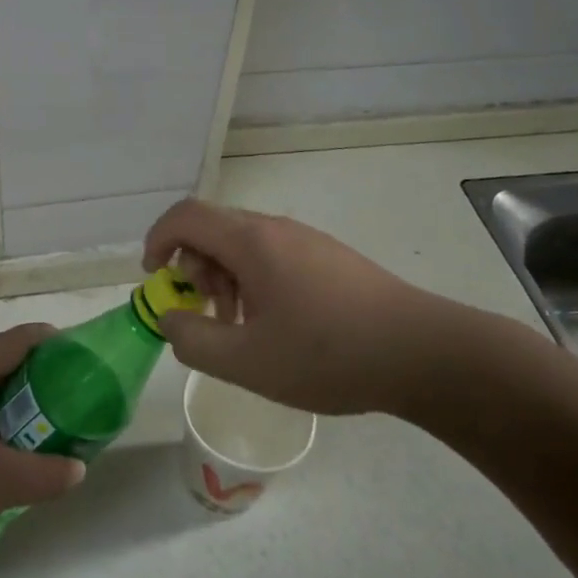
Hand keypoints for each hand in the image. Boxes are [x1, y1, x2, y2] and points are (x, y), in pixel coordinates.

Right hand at [142, 198, 493, 418]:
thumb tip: (171, 317)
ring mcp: (306, 240)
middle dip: (193, 267)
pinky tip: (275, 325)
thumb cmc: (328, 354)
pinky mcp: (329, 257)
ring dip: (224, 276)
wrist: (423, 352)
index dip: (157, 240)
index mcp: (251, 242)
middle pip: (213, 228)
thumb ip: (193, 339)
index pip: (186, 216)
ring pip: (243, 243)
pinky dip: (253, 280)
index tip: (154, 278)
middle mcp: (276, 228)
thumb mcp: (247, 361)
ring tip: (239, 326)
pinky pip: (272, 255)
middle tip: (205, 313)